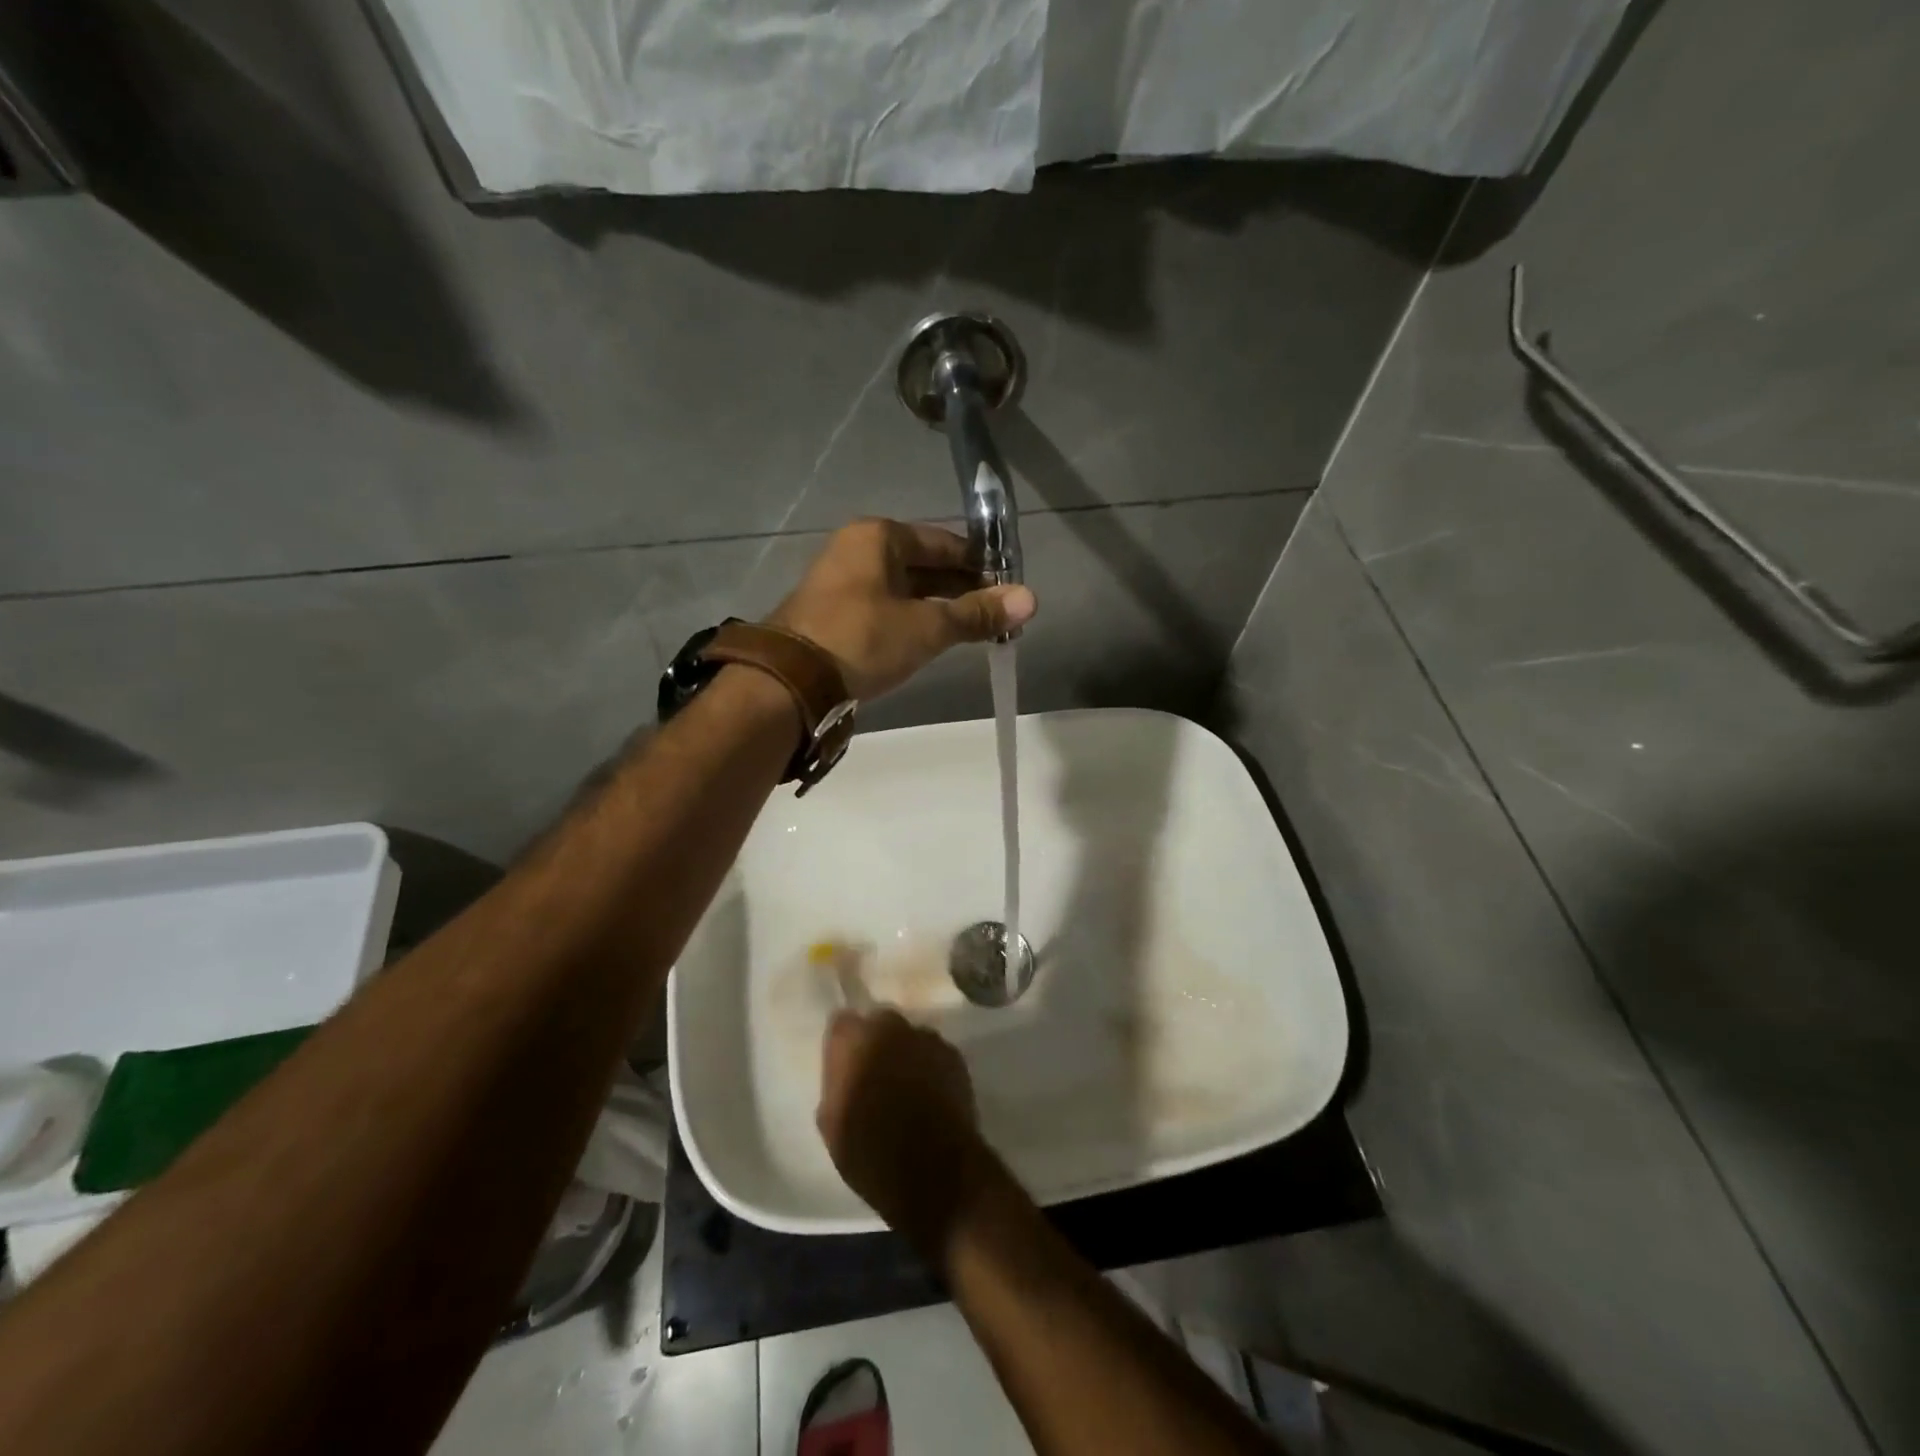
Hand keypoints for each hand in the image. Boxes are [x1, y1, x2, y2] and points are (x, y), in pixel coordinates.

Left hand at [770, 519, 1037, 700]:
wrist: (792, 681)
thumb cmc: (864, 640)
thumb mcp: (926, 627)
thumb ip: (976, 613)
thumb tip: (1030, 598)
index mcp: (879, 536)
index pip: (945, 543)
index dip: (981, 566)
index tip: (1009, 591)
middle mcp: (858, 549)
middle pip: (924, 564)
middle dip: (962, 590)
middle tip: (997, 616)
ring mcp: (843, 581)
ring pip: (905, 588)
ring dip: (939, 607)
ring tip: (974, 631)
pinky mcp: (835, 612)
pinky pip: (886, 607)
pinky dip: (913, 619)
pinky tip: (934, 638)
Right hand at [817, 1008, 990, 1251]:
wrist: (934, 1169)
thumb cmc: (871, 1153)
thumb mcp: (832, 1125)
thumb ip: (836, 1085)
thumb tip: (845, 1075)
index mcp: (853, 1042)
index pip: (841, 1022)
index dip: (843, 1044)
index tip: (844, 1064)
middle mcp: (891, 1027)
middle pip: (879, 1022)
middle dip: (876, 1041)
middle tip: (875, 1074)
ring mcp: (926, 1038)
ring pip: (910, 1036)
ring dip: (906, 1053)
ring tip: (907, 1086)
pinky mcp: (954, 1055)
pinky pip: (934, 1053)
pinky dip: (930, 1066)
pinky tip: (931, 1094)